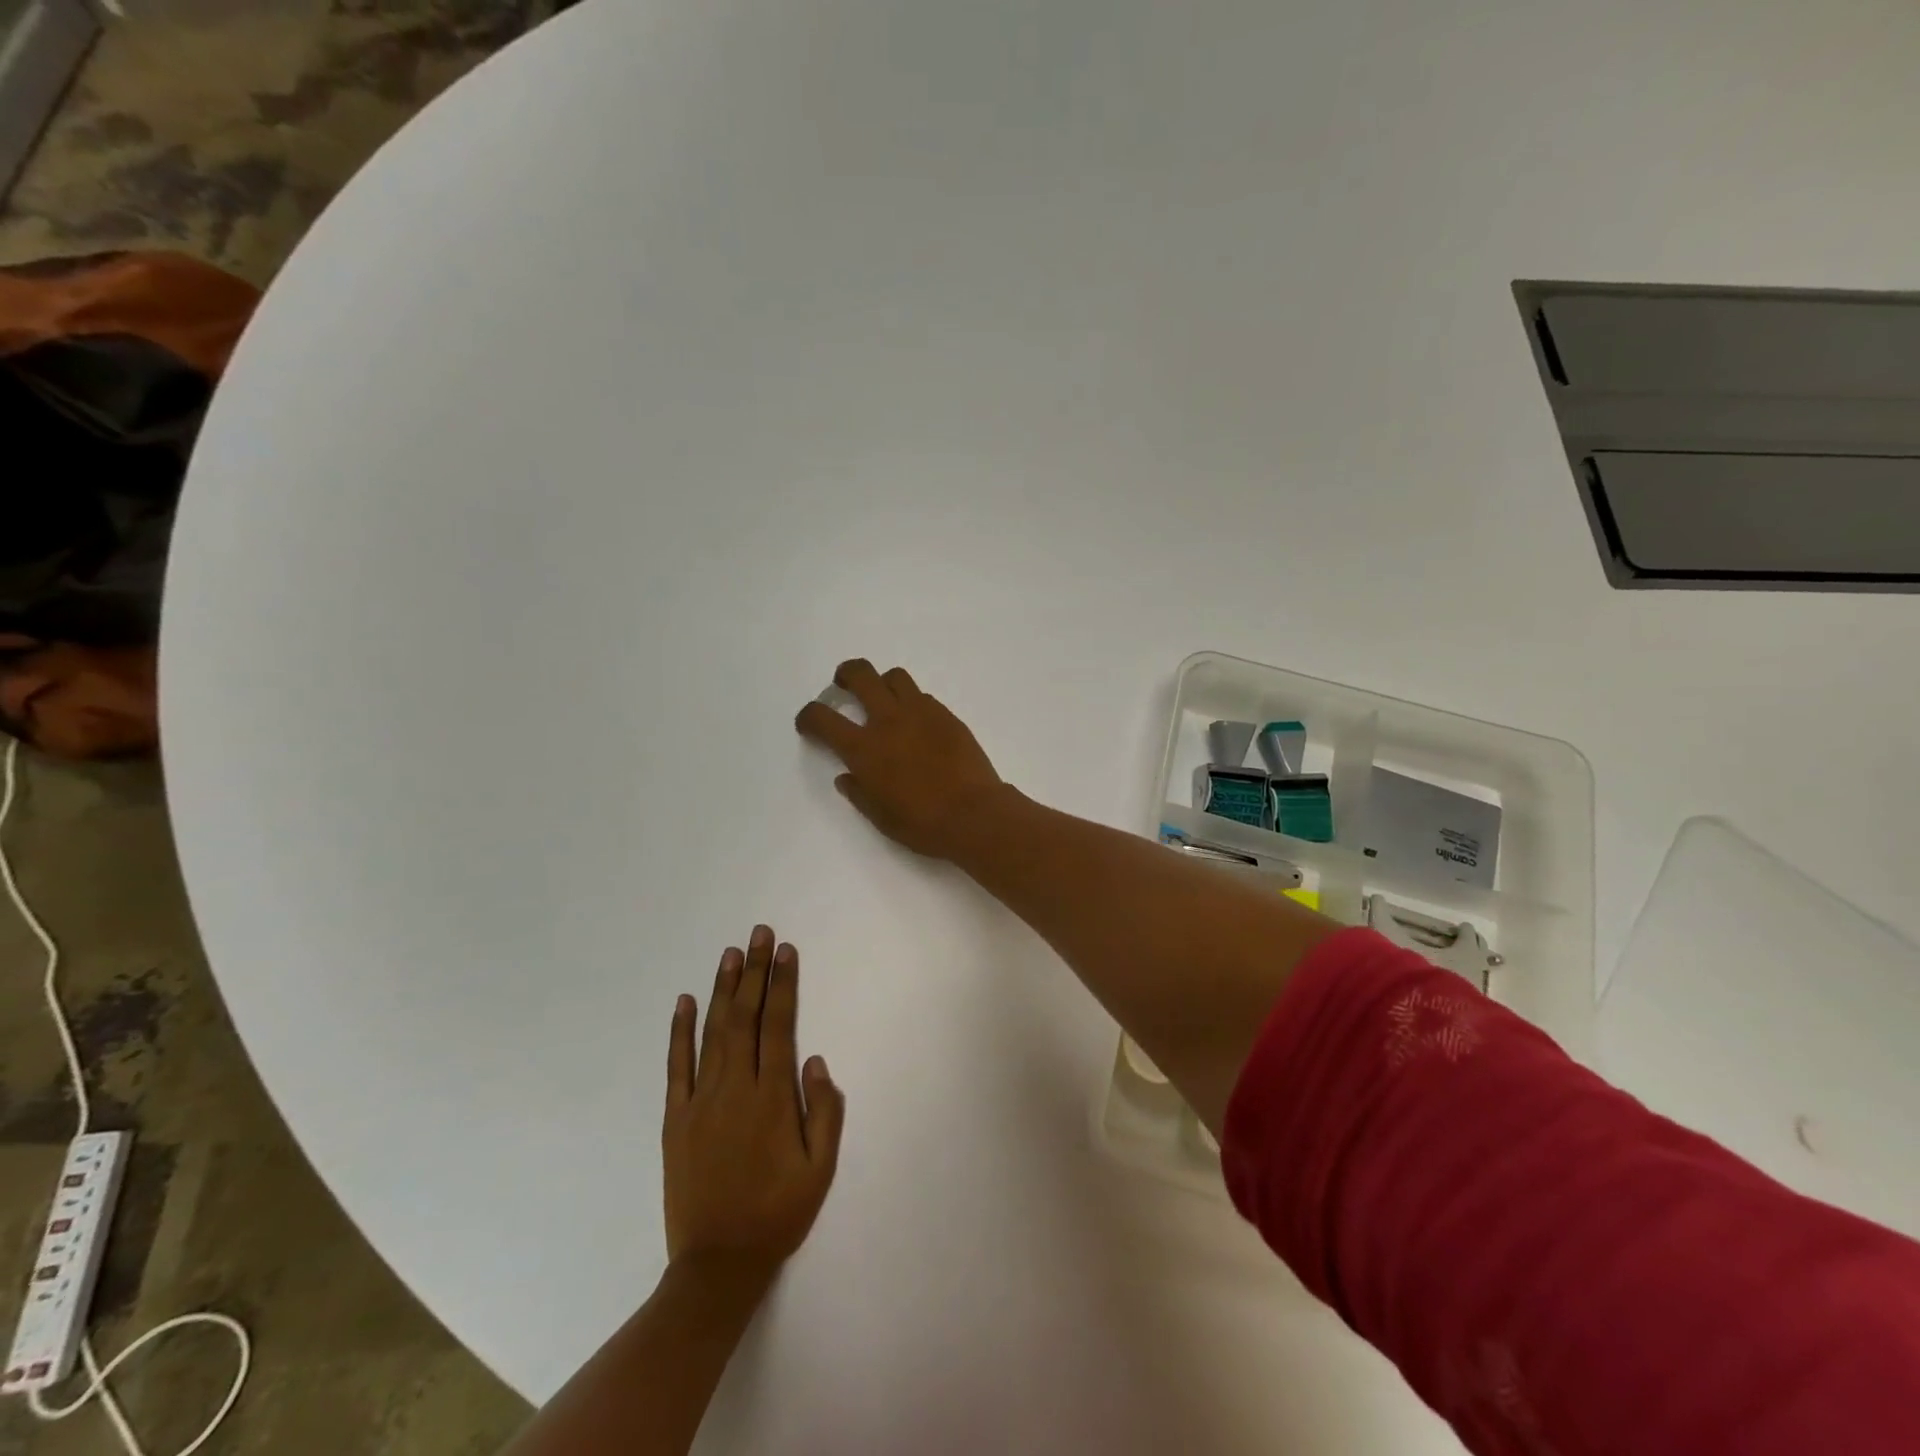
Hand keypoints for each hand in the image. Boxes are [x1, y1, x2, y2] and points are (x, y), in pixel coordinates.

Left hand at [663, 926, 844, 1285]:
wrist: (717, 1265)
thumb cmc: (777, 1214)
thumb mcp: (820, 1169)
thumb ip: (824, 1112)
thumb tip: (816, 1060)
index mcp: (772, 1097)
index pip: (778, 1026)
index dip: (783, 985)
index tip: (785, 951)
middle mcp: (735, 1088)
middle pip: (745, 1017)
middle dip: (754, 972)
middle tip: (759, 933)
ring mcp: (700, 1101)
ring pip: (712, 1032)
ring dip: (723, 989)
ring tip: (730, 953)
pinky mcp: (676, 1119)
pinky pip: (677, 1066)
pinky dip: (679, 1032)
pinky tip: (683, 1002)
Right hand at [794, 659, 1005, 859]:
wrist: (974, 814)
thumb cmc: (922, 823)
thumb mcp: (880, 816)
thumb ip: (859, 792)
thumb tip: (847, 777)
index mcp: (863, 748)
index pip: (822, 718)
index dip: (809, 716)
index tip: (810, 723)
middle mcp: (888, 720)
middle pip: (860, 674)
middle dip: (846, 674)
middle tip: (844, 685)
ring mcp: (920, 713)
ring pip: (895, 676)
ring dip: (883, 684)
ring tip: (885, 701)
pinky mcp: (947, 715)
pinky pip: (923, 696)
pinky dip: (912, 703)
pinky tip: (918, 724)